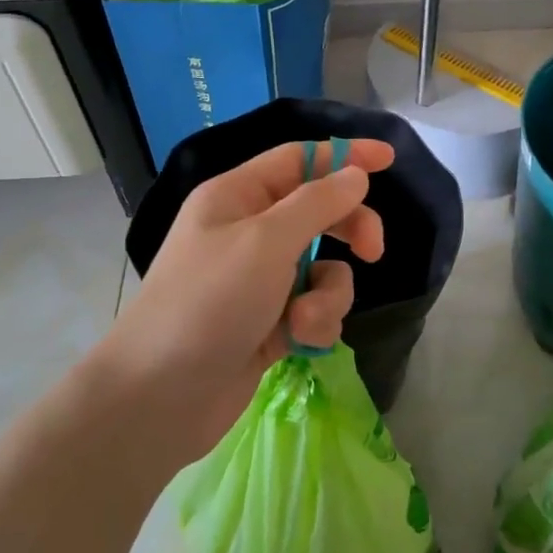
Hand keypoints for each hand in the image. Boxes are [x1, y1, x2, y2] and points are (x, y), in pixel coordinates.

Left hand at [97, 139, 393, 454]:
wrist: (162, 397)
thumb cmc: (209, 302)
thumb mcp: (266, 241)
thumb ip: (317, 203)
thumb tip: (355, 176)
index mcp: (237, 196)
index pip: (300, 159)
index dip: (345, 156)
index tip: (389, 160)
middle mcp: (250, 231)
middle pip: (320, 212)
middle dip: (349, 230)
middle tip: (374, 251)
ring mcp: (261, 280)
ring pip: (325, 268)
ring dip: (328, 294)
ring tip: (304, 319)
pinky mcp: (273, 322)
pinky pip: (315, 307)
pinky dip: (315, 323)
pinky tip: (297, 342)